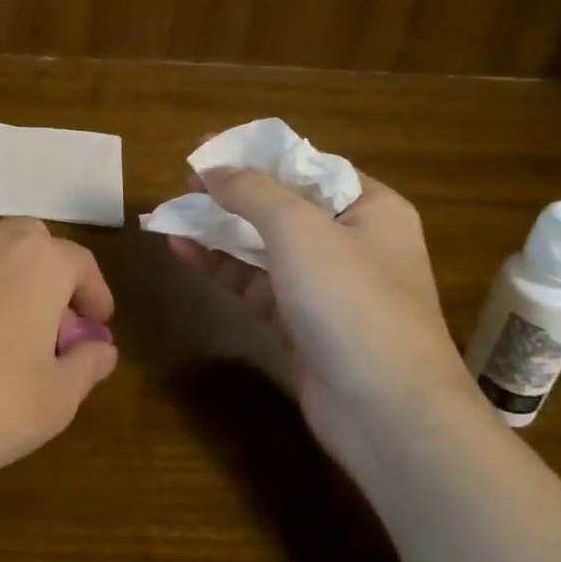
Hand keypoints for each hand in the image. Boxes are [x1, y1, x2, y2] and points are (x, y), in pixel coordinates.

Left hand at [0, 217, 119, 500]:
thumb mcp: (58, 399)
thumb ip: (88, 365)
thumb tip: (103, 347)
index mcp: (42, 263)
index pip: (81, 263)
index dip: (94, 293)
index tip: (95, 325)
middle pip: (33, 239)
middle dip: (48, 270)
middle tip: (48, 316)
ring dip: (0, 257)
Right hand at [168, 165, 478, 460]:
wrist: (387, 413)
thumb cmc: (351, 301)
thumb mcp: (300, 228)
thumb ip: (252, 190)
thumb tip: (213, 169)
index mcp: (370, 207)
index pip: (307, 165)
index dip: (256, 154)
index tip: (208, 148)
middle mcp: (352, 240)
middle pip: (282, 204)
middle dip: (233, 191)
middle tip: (185, 181)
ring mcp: (326, 285)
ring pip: (264, 244)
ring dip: (220, 228)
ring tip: (173, 212)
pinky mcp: (301, 321)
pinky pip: (255, 281)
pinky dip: (221, 264)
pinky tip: (182, 249)